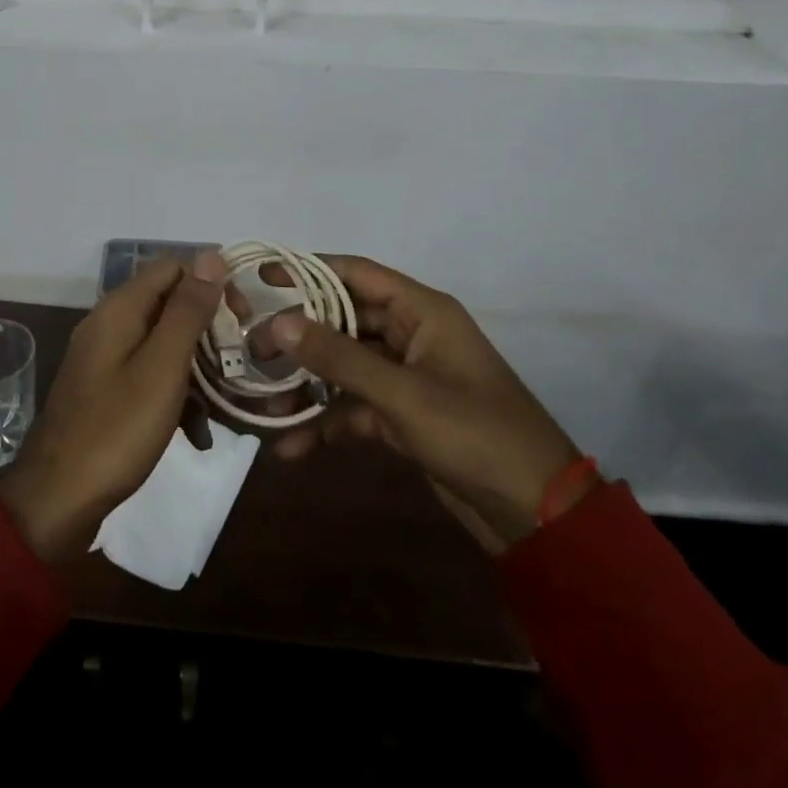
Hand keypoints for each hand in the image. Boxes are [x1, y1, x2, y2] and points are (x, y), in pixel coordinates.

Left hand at [0, 254, 223, 563]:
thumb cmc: (116, 430)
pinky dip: (174, 394)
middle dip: (207, 331)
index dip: (210, 284)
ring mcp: (104, 358)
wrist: (57, 501)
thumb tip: (212, 255)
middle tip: (239, 363)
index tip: (242, 319)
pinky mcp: (105, 390)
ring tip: (223, 407)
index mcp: (119, 309)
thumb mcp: (163, 367)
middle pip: (168, 304)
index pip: (173, 267)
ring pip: (162, 343)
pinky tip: (196, 433)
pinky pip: (148, 375)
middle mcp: (108, 323)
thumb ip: (188, 310)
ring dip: (196, 369)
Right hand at [268, 257, 589, 553]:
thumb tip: (278, 322)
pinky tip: (290, 446)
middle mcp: (412, 334)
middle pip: (343, 320)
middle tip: (250, 348)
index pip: (355, 273)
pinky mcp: (402, 416)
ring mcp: (406, 377)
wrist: (537, 517)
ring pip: (344, 366)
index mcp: (423, 311)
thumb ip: (339, 357)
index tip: (262, 277)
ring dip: (307, 385)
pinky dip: (325, 423)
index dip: (308, 270)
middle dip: (299, 336)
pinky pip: (353, 407)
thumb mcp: (403, 394)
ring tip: (262, 403)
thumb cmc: (475, 435)